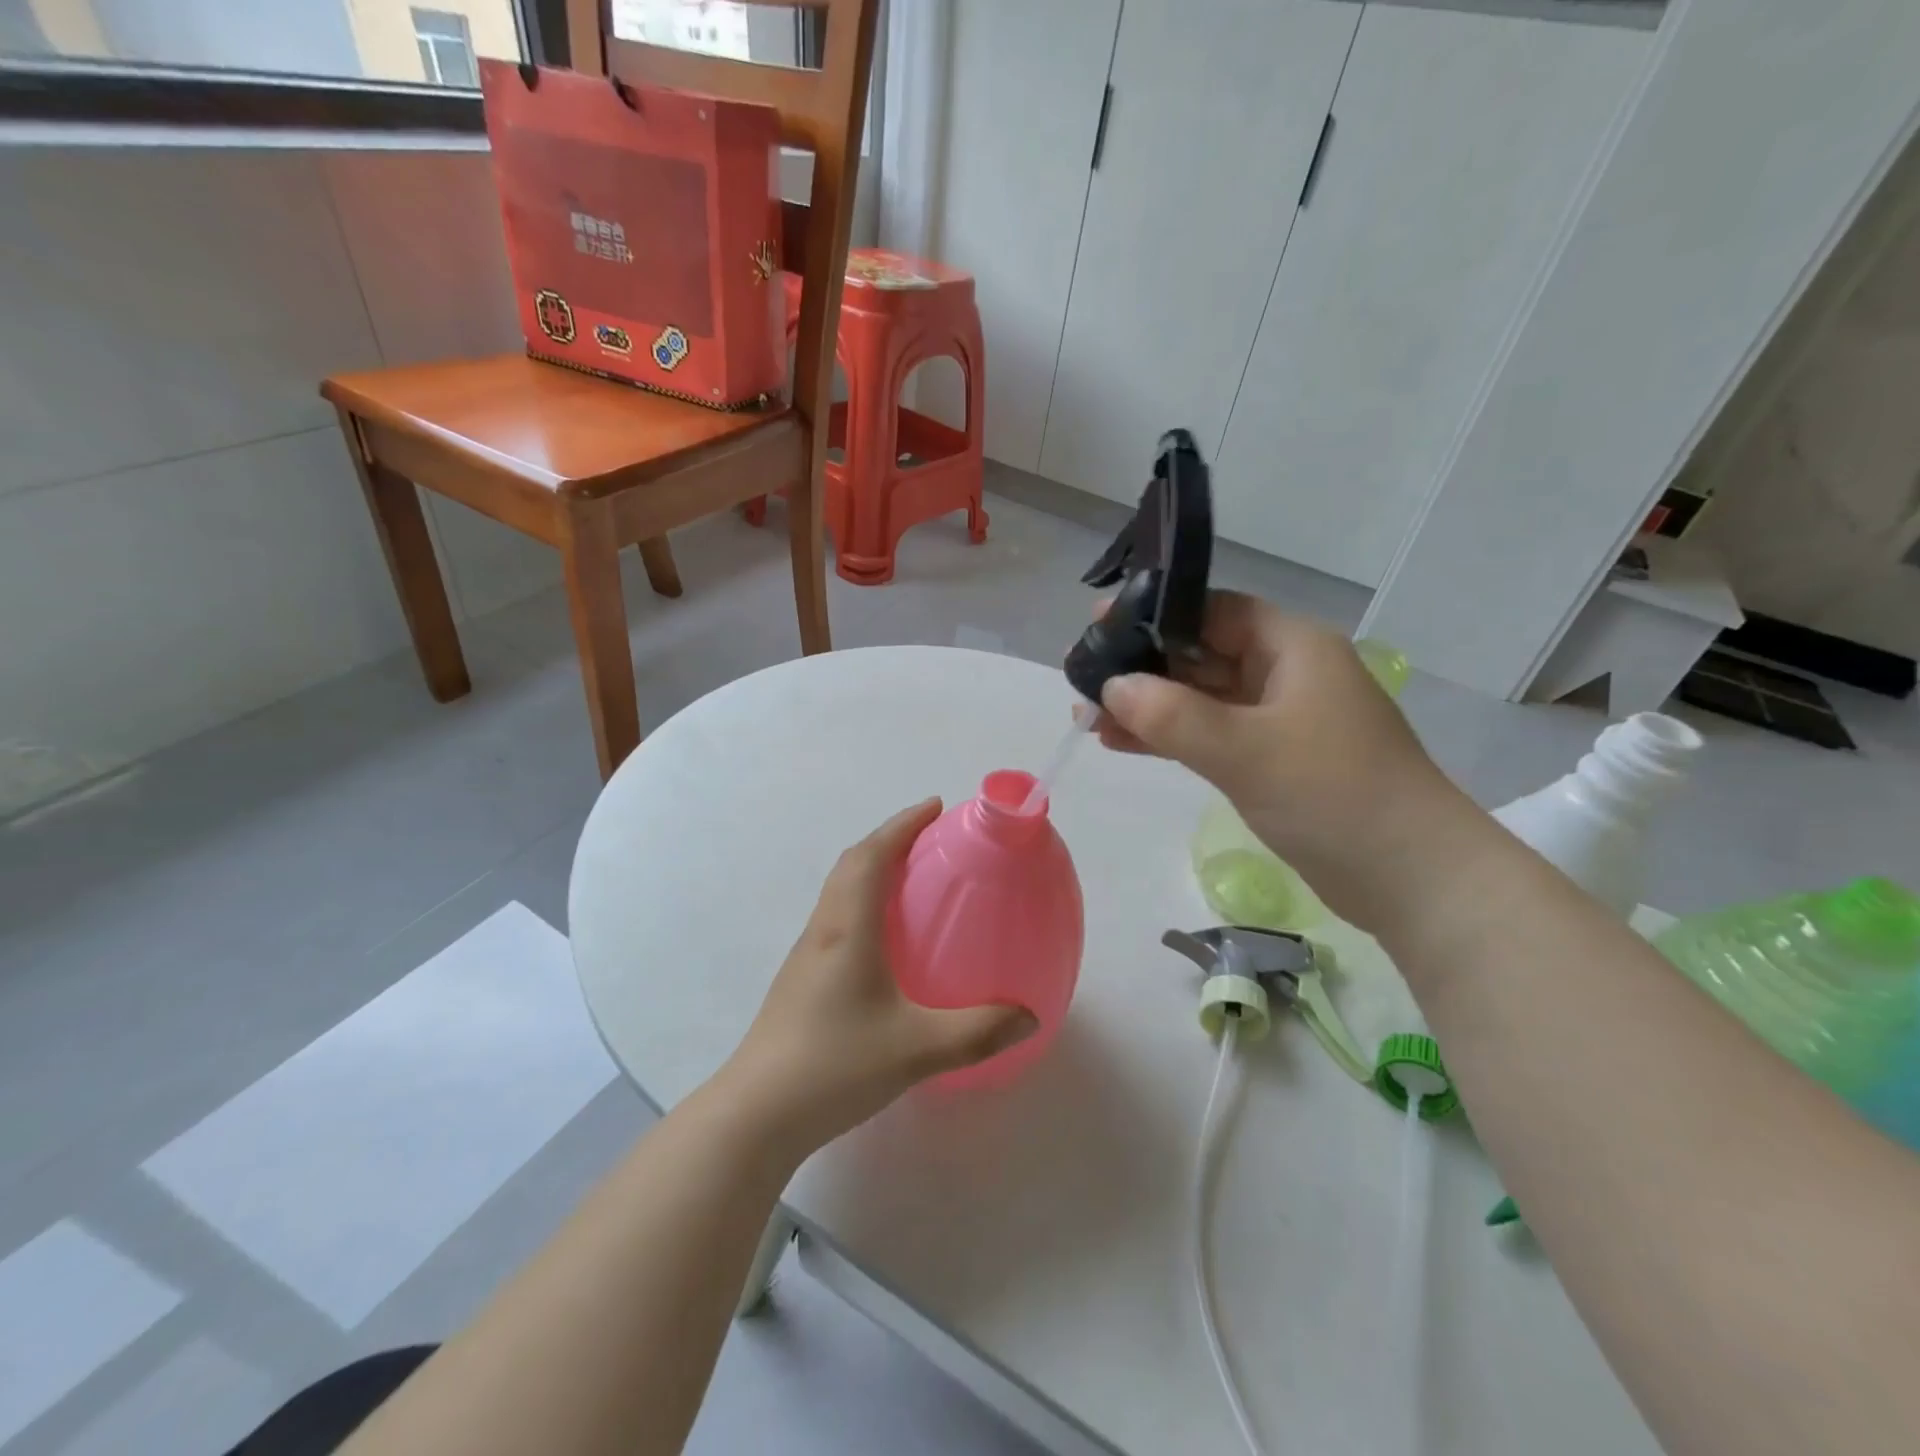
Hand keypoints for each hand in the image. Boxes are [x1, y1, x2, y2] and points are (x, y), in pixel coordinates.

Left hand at [723, 800, 1036, 1152]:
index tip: (934, 807)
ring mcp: (807, 955)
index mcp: (848, 929)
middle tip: (930, 838)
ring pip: (839, 891)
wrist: (757, 1113)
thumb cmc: (834, 1065)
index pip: (872, 856)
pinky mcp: (801, 980)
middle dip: (890, 839)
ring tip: (912, 879)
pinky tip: (886, 941)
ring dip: (873, 870)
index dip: (902, 824)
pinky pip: (836, 919)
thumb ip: (978, 1031)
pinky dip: (863, 903)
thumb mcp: (917, 1049)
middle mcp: (823, 930)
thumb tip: (1029, 1016)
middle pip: (852, 864)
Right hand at [1094, 591, 1474, 930]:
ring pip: (1201, 698)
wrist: (1410, 878)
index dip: (1154, 615)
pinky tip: (1123, 743)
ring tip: (1089, 716)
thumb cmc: (1333, 795)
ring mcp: (1280, 719)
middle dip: (1143, 667)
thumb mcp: (1246, 750)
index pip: (1213, 611)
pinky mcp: (1273, 760)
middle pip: (1201, 654)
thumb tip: (1112, 687)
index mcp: (1292, 647)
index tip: (1099, 628)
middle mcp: (1285, 673)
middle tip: (1083, 677)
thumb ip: (1172, 716)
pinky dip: (1171, 738)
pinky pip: (1211, 735)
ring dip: (1150, 706)